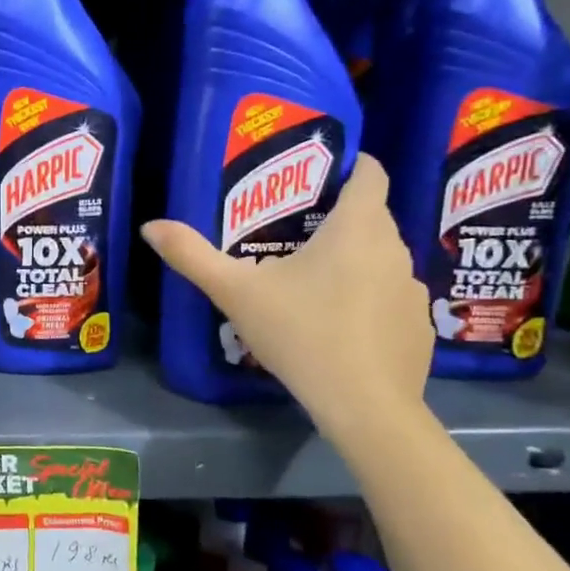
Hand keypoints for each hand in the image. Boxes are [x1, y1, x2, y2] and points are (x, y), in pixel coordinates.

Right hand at [141, 155, 431, 434]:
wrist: (365, 406)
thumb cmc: (301, 333)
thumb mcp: (235, 293)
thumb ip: (192, 256)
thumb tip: (150, 226)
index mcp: (357, 228)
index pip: (371, 174)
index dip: (352, 164)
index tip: (323, 170)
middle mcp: (395, 249)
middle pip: (372, 216)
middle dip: (338, 216)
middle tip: (294, 229)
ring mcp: (413, 290)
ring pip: (381, 258)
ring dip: (354, 259)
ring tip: (313, 280)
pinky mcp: (419, 327)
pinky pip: (391, 297)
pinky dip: (369, 299)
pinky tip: (340, 325)